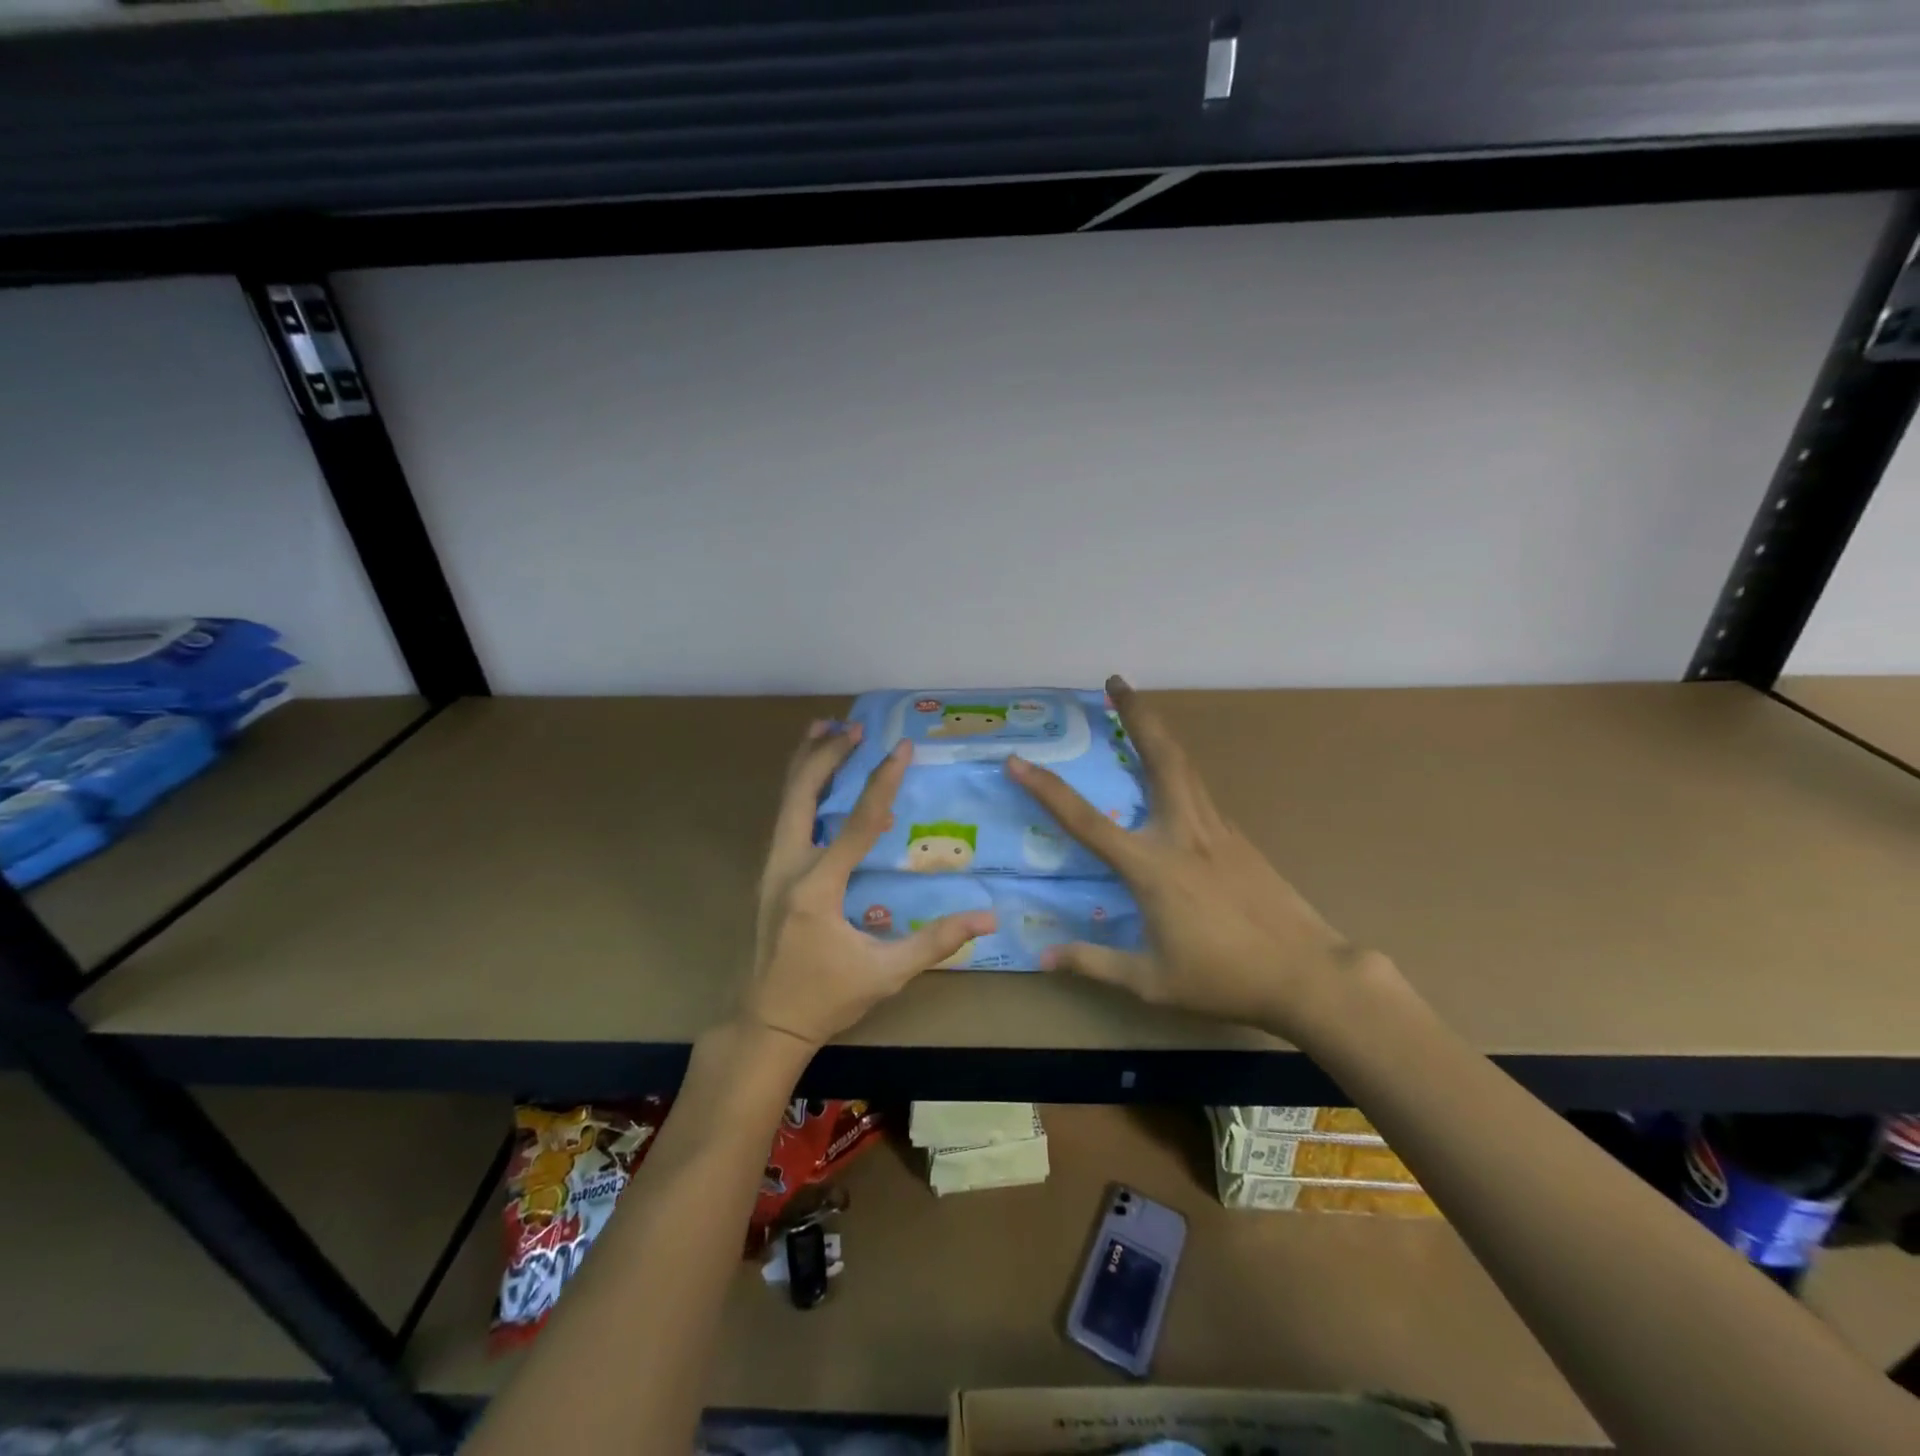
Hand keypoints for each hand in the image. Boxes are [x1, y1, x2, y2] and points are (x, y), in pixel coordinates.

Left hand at [742, 721, 996, 1048]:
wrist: (767, 1023)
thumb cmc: (827, 999)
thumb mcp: (886, 973)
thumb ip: (936, 942)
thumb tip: (988, 918)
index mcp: (817, 888)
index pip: (857, 823)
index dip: (881, 782)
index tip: (900, 747)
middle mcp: (787, 867)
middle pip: (801, 795)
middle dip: (826, 756)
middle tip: (853, 725)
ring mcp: (772, 869)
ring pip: (785, 802)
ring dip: (806, 764)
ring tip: (823, 729)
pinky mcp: (770, 874)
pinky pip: (784, 817)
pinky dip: (799, 788)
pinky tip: (814, 778)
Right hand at [1005, 677, 1358, 1036]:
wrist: (1308, 974)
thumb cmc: (1224, 979)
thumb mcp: (1152, 982)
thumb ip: (1096, 963)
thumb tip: (1046, 957)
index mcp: (1152, 867)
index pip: (1085, 821)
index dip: (1046, 790)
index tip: (1018, 762)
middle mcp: (1182, 833)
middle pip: (1160, 757)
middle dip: (1137, 713)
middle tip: (1117, 680)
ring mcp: (1216, 829)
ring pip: (1184, 765)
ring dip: (1158, 730)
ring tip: (1138, 708)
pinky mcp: (1238, 837)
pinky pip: (1199, 790)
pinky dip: (1178, 767)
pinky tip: (1171, 776)